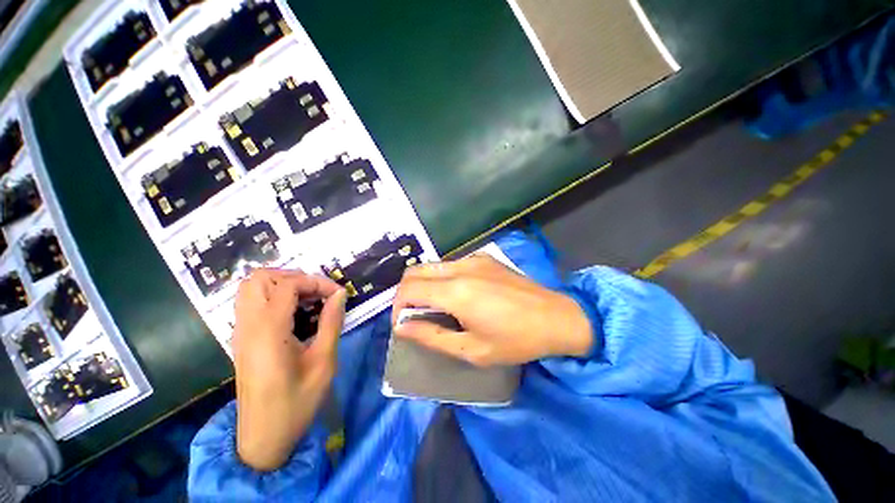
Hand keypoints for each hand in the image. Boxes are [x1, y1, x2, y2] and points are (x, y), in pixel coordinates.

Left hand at [231, 268, 346, 471]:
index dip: (317, 282)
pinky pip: (251, 302)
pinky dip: (273, 296)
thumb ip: (332, 322)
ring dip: (282, 284)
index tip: (338, 294)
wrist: (263, 438)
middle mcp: (248, 326)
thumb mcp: (323, 361)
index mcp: (268, 331)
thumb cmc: (297, 402)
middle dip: (294, 277)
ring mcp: (240, 332)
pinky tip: (295, 312)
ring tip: (308, 298)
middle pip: (260, 278)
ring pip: (251, 287)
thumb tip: (340, 294)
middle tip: (318, 292)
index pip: (288, 285)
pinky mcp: (241, 339)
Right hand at [392, 255, 592, 366]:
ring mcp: (473, 258)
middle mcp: (461, 267)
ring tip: (436, 307)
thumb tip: (403, 327)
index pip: (408, 289)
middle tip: (414, 315)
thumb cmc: (516, 340)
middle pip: (414, 271)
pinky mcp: (484, 257)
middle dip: (405, 293)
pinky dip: (442, 278)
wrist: (556, 317)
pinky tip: (458, 295)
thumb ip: (432, 336)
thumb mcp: (472, 350)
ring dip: (424, 285)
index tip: (403, 325)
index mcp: (456, 292)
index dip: (397, 307)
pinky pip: (451, 264)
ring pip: (432, 266)